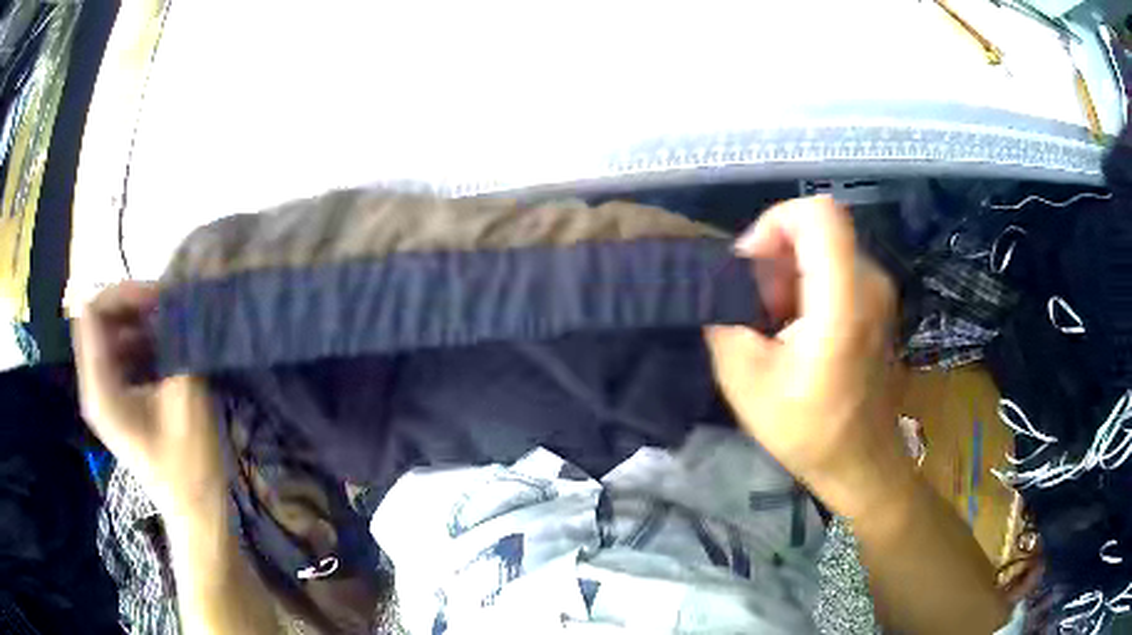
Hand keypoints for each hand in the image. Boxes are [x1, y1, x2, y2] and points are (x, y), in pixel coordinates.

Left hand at [74, 282, 224, 517]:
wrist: (195, 512)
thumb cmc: (189, 463)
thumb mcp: (185, 398)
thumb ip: (177, 344)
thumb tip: (179, 298)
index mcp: (100, 388)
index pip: (92, 312)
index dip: (122, 293)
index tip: (159, 298)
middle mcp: (93, 387)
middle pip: (98, 320)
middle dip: (132, 305)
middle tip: (168, 309)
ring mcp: (103, 396)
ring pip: (110, 335)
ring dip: (138, 323)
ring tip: (172, 328)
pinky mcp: (116, 403)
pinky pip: (120, 354)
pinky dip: (141, 342)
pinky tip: (167, 350)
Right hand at [707, 197, 909, 516]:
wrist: (861, 462)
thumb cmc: (808, 430)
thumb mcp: (746, 381)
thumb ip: (724, 319)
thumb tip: (719, 288)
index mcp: (843, 301)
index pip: (817, 214)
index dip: (775, 223)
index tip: (751, 266)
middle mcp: (870, 283)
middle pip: (816, 229)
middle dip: (775, 256)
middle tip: (754, 306)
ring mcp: (879, 292)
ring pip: (824, 248)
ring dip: (789, 274)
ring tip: (772, 323)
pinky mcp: (877, 304)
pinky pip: (836, 268)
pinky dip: (808, 286)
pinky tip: (795, 329)